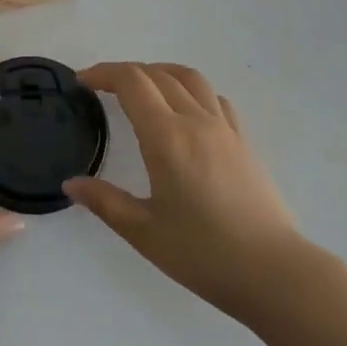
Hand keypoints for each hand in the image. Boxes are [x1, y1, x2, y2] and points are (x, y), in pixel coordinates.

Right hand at [66, 62, 303, 322]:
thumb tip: (71, 183)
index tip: (82, 82)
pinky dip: (191, 91)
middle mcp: (195, 121)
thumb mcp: (144, 233)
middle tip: (102, 88)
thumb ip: (105, 202)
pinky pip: (215, 98)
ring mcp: (225, 128)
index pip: (131, 81)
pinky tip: (185, 112)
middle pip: (157, 74)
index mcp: (167, 137)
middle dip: (125, 73)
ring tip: (142, 88)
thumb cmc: (204, 254)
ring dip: (160, 73)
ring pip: (190, 78)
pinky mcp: (244, 142)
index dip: (103, 73)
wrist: (275, 273)